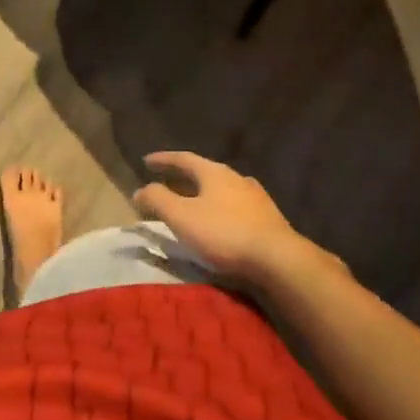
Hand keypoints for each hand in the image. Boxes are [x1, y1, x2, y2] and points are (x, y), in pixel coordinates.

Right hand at [132, 152, 345, 290]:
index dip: (163, 160)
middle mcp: (236, 178)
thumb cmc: (224, 233)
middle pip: (204, 173)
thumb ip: (157, 200)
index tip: (146, 161)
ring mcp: (256, 198)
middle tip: (165, 183)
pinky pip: (235, 207)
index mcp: (214, 172)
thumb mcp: (181, 216)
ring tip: (191, 203)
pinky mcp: (268, 219)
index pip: (183, 159)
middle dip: (182, 178)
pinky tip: (219, 221)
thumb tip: (140, 191)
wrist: (279, 260)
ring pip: (222, 190)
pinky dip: (219, 209)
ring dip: (203, 194)